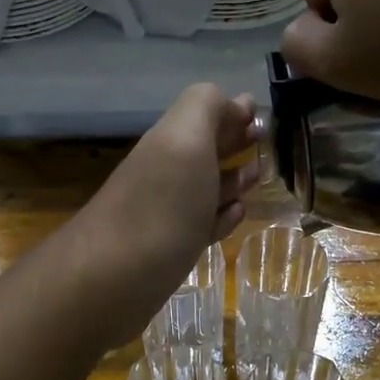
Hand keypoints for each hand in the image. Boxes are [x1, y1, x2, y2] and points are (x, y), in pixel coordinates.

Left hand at [64, 84, 259, 345]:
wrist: (113, 278)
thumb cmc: (161, 205)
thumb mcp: (185, 139)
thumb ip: (206, 107)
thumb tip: (231, 100)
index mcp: (170, 141)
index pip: (203, 114)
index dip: (232, 111)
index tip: (263, 115)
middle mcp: (165, 172)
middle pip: (203, 149)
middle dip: (234, 141)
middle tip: (267, 143)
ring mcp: (165, 214)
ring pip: (204, 187)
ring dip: (232, 178)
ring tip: (259, 175)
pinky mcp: (169, 251)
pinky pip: (201, 225)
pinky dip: (222, 215)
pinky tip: (237, 213)